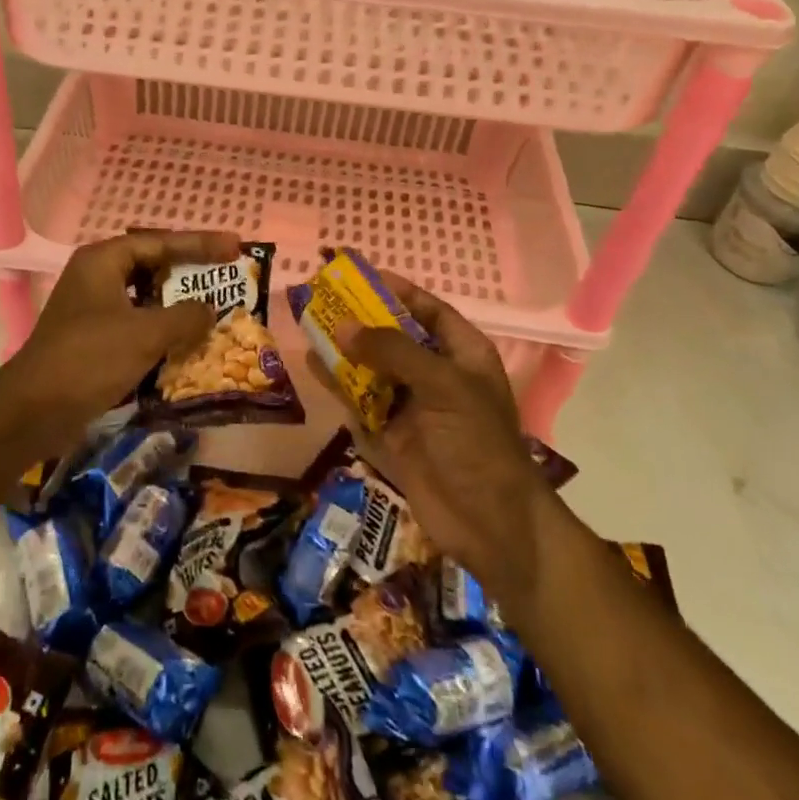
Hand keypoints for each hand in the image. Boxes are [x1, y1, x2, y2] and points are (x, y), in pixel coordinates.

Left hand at [1, 230, 240, 435]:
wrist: (33, 411)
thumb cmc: (89, 359)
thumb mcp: (146, 333)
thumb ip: (185, 316)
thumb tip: (209, 310)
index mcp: (103, 261)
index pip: (160, 242)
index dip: (200, 243)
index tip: (235, 246)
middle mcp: (96, 277)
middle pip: (152, 265)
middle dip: (189, 271)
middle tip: (225, 273)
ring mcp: (92, 309)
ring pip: (145, 297)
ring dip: (177, 303)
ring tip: (212, 306)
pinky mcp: (93, 339)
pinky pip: (136, 323)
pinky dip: (161, 329)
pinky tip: (185, 342)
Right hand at [317, 273, 547, 607]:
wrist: (489, 523)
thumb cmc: (475, 441)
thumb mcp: (441, 385)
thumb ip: (392, 351)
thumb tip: (343, 326)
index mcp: (462, 354)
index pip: (428, 311)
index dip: (397, 291)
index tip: (360, 276)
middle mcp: (436, 375)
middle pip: (393, 337)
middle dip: (361, 319)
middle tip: (322, 297)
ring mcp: (412, 407)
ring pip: (372, 368)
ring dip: (344, 349)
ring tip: (309, 323)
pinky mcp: (391, 435)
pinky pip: (359, 401)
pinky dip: (337, 384)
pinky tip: (311, 364)